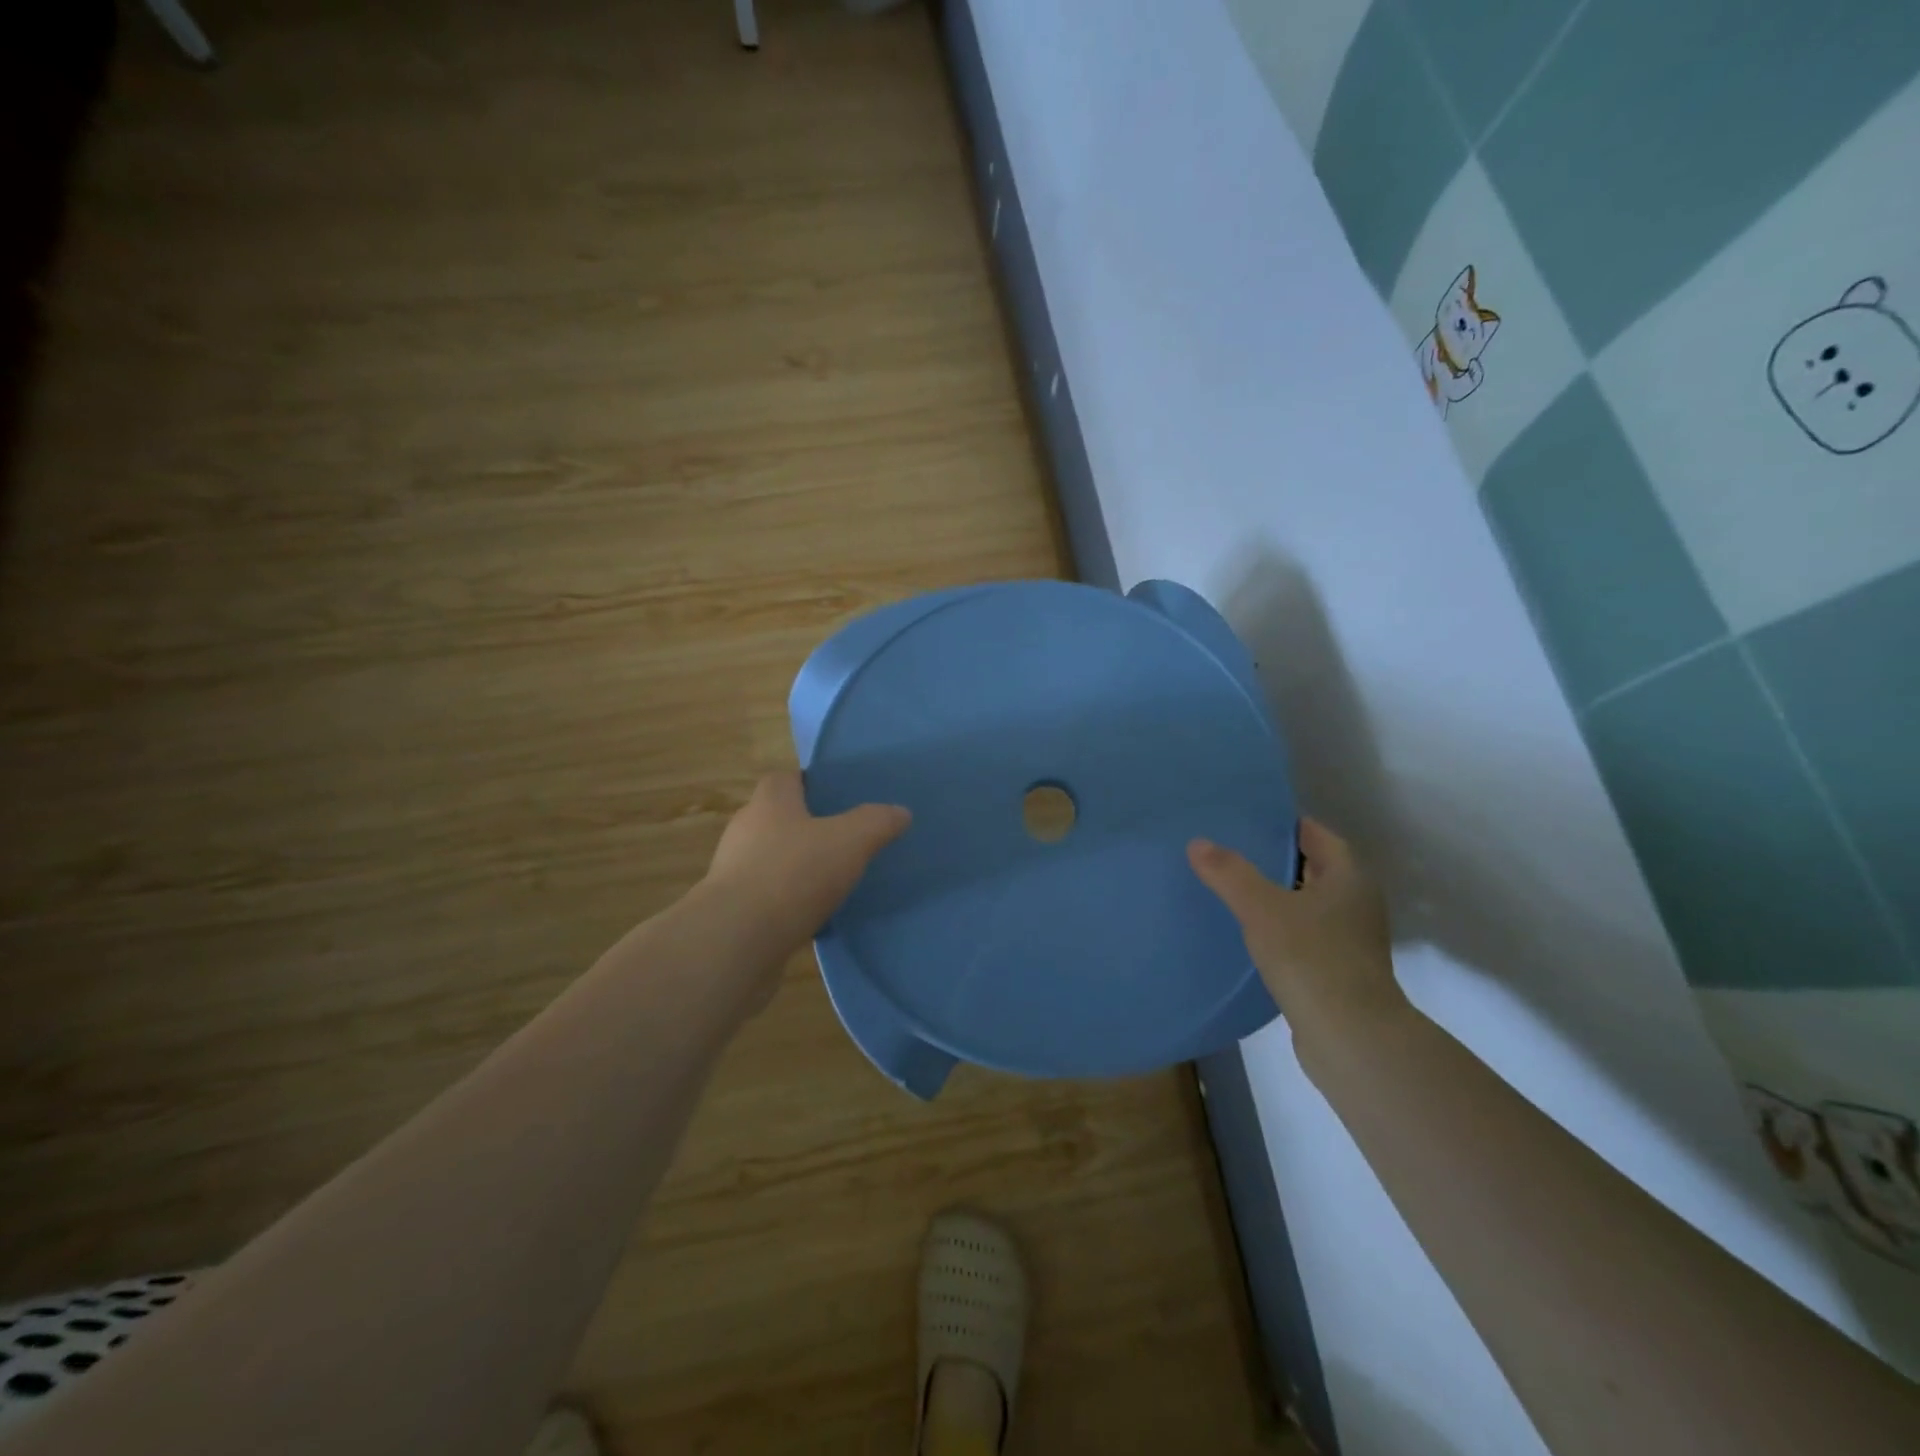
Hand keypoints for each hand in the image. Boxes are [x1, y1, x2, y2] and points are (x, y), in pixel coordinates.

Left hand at [704, 772, 910, 960]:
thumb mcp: (850, 841)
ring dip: (799, 868)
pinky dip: (789, 903)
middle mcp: (745, 829)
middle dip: (810, 828)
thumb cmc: (793, 874)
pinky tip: (815, 917)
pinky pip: (768, 897)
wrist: (736, 941)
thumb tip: (901, 811)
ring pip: (774, 860)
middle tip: (847, 840)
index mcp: (769, 801)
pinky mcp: (733, 910)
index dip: (814, 784)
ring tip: (835, 881)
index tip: (841, 799)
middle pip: (780, 818)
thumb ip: (877, 822)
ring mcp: (734, 871)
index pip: (788, 778)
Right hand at [1187, 819, 1409, 1064]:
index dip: (1282, 824)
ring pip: (1307, 905)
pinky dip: (1280, 929)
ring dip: (1276, 897)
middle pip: (1312, 869)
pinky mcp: (1339, 971)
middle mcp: (1356, 903)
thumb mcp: (1262, 908)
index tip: (1245, 820)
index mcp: (1349, 878)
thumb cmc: (1312, 958)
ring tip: (1231, 890)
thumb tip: (1198, 843)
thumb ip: (1229, 873)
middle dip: (1274, 859)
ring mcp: (1351, 940)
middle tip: (1229, 851)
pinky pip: (1305, 936)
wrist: (1351, 1038)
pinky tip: (1249, 935)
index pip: (1315, 835)